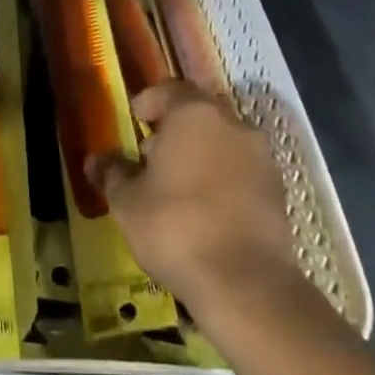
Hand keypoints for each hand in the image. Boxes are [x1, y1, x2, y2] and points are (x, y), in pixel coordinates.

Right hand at [86, 80, 303, 316]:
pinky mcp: (278, 192)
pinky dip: (224, 181)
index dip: (149, 102)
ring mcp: (261, 157)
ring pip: (224, 143)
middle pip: (199, 114)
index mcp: (194, 114)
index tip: (135, 122)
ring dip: (202, 155)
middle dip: (176, 130)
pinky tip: (207, 211)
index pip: (169, 90)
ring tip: (179, 188)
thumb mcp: (128, 202)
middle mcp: (232, 124)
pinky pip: (243, 172)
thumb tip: (95, 160)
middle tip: (153, 158)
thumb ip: (112, 173)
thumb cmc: (176, 227)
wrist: (246, 284)